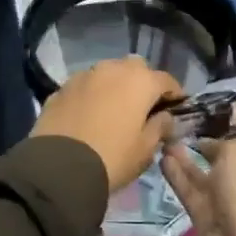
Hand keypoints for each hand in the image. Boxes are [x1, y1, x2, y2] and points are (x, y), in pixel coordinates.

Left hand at [30, 56, 182, 191]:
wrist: (59, 167)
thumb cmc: (112, 157)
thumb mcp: (145, 149)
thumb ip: (160, 127)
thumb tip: (165, 117)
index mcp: (140, 81)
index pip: (166, 80)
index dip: (174, 94)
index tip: (176, 109)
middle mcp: (112, 69)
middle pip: (135, 68)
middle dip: (142, 83)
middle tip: (143, 107)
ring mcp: (84, 75)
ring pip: (107, 73)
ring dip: (114, 85)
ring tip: (114, 109)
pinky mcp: (61, 87)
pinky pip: (85, 86)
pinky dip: (92, 94)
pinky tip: (89, 114)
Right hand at [162, 139, 235, 235]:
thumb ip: (220, 144)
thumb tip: (208, 147)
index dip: (230, 139)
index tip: (207, 130)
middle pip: (228, 165)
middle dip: (205, 150)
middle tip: (182, 135)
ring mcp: (232, 205)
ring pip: (207, 178)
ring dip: (187, 162)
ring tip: (166, 143)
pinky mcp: (209, 218)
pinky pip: (192, 191)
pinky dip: (179, 176)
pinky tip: (163, 159)